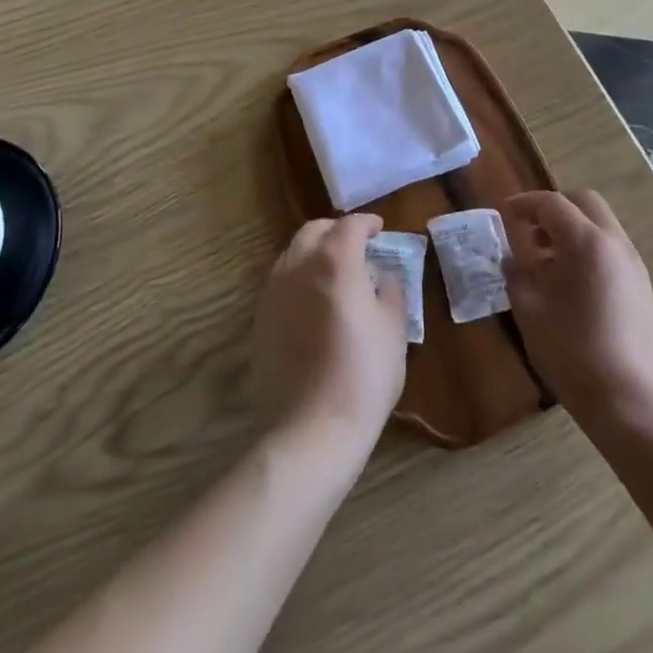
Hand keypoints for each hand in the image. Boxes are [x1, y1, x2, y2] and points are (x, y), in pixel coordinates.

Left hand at [252, 213, 408, 450]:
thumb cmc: (364, 375)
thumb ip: (390, 293)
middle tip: (355, 245)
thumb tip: (382, 279)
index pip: (350, 225)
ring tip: (333, 272)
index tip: (379, 229)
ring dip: (314, 253)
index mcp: (335, 260)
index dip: (367, 223)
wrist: (312, 429)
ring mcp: (274, 292)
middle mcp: (299, 266)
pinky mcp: (260, 320)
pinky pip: (280, 284)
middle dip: (336, 231)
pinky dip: (298, 279)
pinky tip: (312, 302)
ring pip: (292, 254)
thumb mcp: (393, 329)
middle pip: (314, 231)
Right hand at [500, 190, 652, 428]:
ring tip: (546, 261)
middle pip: (584, 203)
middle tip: (528, 231)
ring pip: (600, 225)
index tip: (504, 212)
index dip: (524, 203)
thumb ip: (517, 273)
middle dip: (553, 209)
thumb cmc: (571, 350)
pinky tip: (570, 284)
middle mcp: (614, 242)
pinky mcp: (642, 287)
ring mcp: (633, 264)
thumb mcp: (529, 309)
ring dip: (572, 230)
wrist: (627, 401)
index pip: (551, 203)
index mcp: (585, 241)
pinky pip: (611, 250)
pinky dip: (588, 249)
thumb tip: (514, 258)